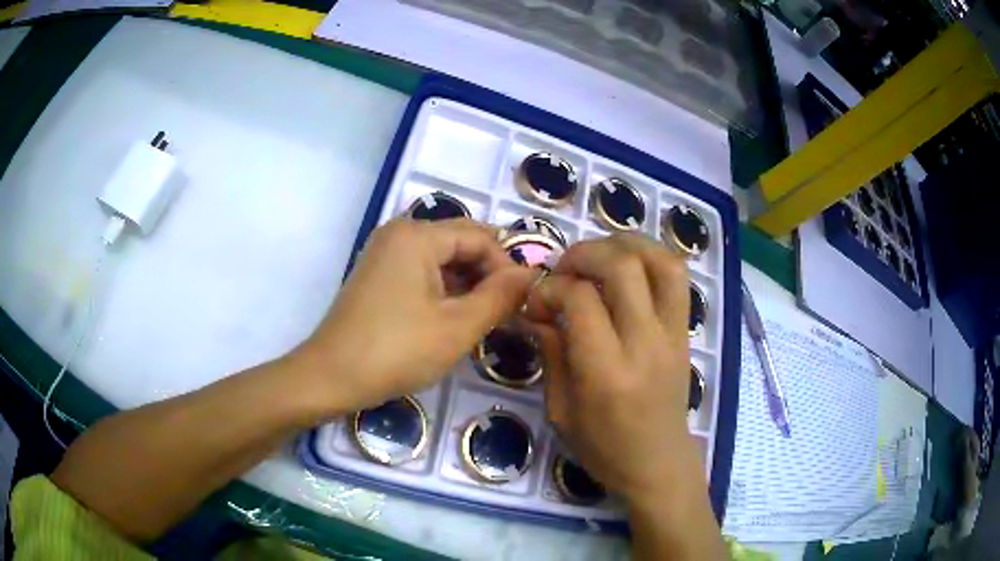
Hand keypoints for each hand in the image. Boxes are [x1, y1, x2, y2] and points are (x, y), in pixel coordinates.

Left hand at [294, 218, 536, 415]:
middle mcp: (400, 232)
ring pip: (442, 258)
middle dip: (488, 274)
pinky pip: (422, 270)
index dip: (507, 267)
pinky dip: (444, 289)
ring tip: (483, 318)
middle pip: (461, 242)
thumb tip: (532, 274)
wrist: (331, 377)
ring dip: (467, 283)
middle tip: (506, 311)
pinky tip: (454, 317)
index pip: (481, 237)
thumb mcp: (457, 327)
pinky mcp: (378, 273)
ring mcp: (385, 252)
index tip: (522, 303)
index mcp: (418, 235)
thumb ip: (500, 296)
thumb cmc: (396, 351)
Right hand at [523, 233, 697, 501]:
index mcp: (608, 373)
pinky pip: (677, 277)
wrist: (658, 463)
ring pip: (660, 261)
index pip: (580, 300)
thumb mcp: (561, 411)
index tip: (536, 301)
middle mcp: (646, 344)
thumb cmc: (604, 448)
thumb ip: (551, 353)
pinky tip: (627, 267)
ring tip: (597, 256)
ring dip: (624, 244)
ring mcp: (673, 334)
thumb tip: (537, 309)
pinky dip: (651, 257)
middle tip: (563, 270)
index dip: (550, 288)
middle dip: (584, 254)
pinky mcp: (685, 331)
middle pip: (623, 267)